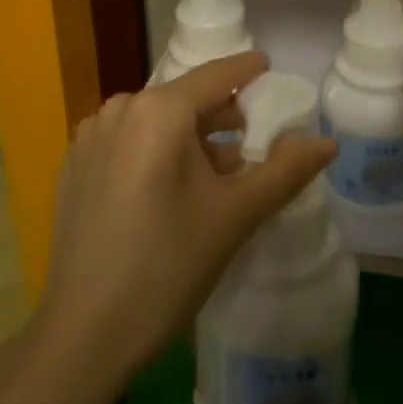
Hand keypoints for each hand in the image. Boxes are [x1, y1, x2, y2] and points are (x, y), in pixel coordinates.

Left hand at [39, 53, 337, 378]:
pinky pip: (127, 141)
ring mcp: (91, 136)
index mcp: (158, 110)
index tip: (269, 70)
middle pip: (184, 99)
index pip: (216, 76)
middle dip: (220, 117)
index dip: (247, 71)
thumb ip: (285, 171)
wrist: (84, 333)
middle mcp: (120, 109)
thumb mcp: (235, 216)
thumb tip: (328, 142)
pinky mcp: (74, 165)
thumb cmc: (168, 266)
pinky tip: (169, 193)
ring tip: (216, 176)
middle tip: (251, 142)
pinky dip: (155, 152)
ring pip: (154, 121)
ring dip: (188, 139)